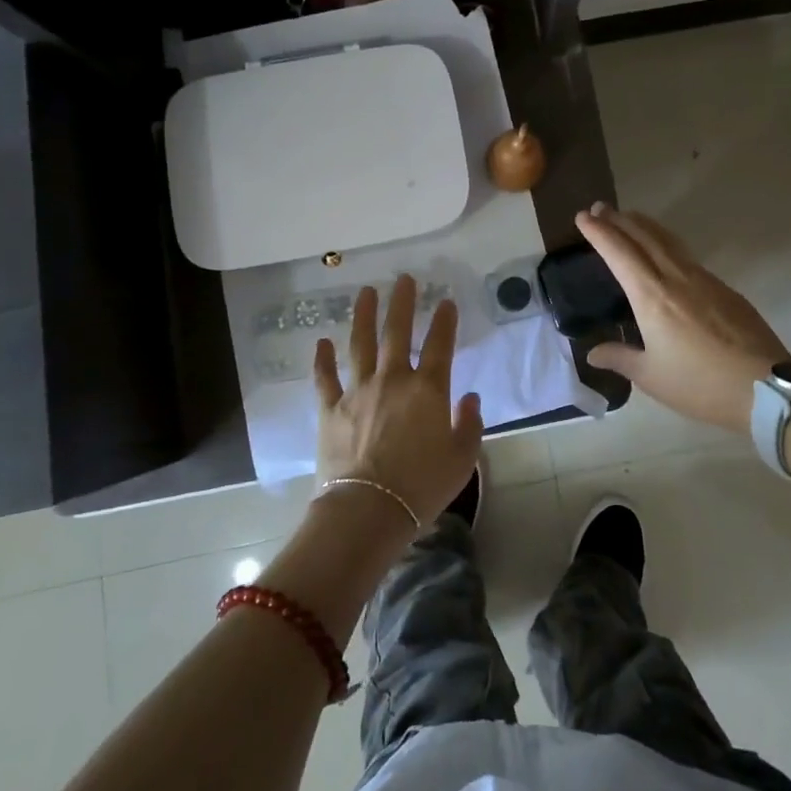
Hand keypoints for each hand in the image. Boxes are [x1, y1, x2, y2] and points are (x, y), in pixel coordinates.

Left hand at [314, 274, 483, 525]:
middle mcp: (392, 380)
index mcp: (427, 390)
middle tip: (403, 278)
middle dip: (402, 303)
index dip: (444, 321)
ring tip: (365, 292)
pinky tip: (322, 342)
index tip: (445, 301)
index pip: (439, 345)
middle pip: (396, 332)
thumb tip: (468, 398)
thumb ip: (469, 424)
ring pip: (360, 344)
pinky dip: (323, 359)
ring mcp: (357, 392)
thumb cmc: (421, 487)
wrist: (367, 511)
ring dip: (363, 316)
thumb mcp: (461, 459)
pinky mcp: (330, 410)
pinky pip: (325, 378)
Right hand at [577, 204, 790, 432]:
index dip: (599, 232)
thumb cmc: (700, 385)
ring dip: (645, 226)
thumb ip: (621, 358)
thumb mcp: (651, 376)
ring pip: (669, 241)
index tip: (583, 217)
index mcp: (651, 296)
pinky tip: (666, 254)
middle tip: (600, 208)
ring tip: (630, 218)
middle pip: (644, 237)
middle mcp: (676, 278)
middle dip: (619, 220)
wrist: (765, 388)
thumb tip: (594, 352)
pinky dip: (668, 244)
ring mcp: (705, 280)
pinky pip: (688, 256)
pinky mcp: (726, 289)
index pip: (619, 253)